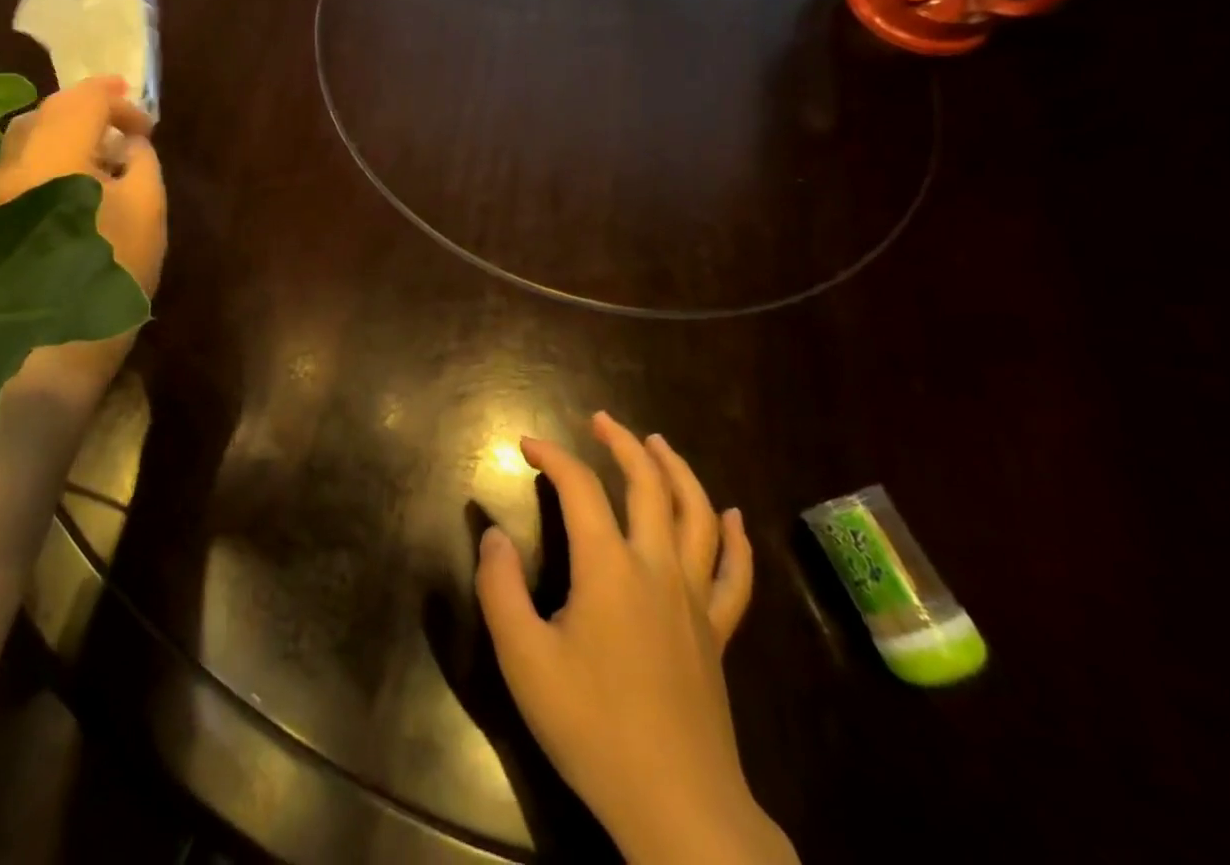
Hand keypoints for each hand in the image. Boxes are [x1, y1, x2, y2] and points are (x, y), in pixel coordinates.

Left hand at [0, 75, 165, 296]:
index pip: (83, 101)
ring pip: (26, 142)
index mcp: (52, 154)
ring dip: (64, 136)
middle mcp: (8, 162)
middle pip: (48, 113)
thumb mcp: (147, 212)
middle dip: (89, 112)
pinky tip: (68, 189)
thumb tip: (130, 141)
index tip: (146, 122)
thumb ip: (143, 163)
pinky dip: (44, 163)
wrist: (47, 355)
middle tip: (124, 130)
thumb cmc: (108, 277)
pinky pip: (15, 170)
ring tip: (98, 158)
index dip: (118, 100)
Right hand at [475, 412, 794, 864]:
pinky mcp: (718, 633)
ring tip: (657, 443)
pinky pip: (735, 575)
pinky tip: (732, 516)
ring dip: (677, 470)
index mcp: (609, 568)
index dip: (552, 456)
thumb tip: (494, 535)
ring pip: (697, 515)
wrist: (677, 808)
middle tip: (600, 420)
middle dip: (622, 444)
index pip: (580, 488)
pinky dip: (735, 539)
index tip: (526, 444)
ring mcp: (695, 599)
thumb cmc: (592, 728)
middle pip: (648, 484)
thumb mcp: (524, 660)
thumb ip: (500, 588)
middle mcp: (657, 567)